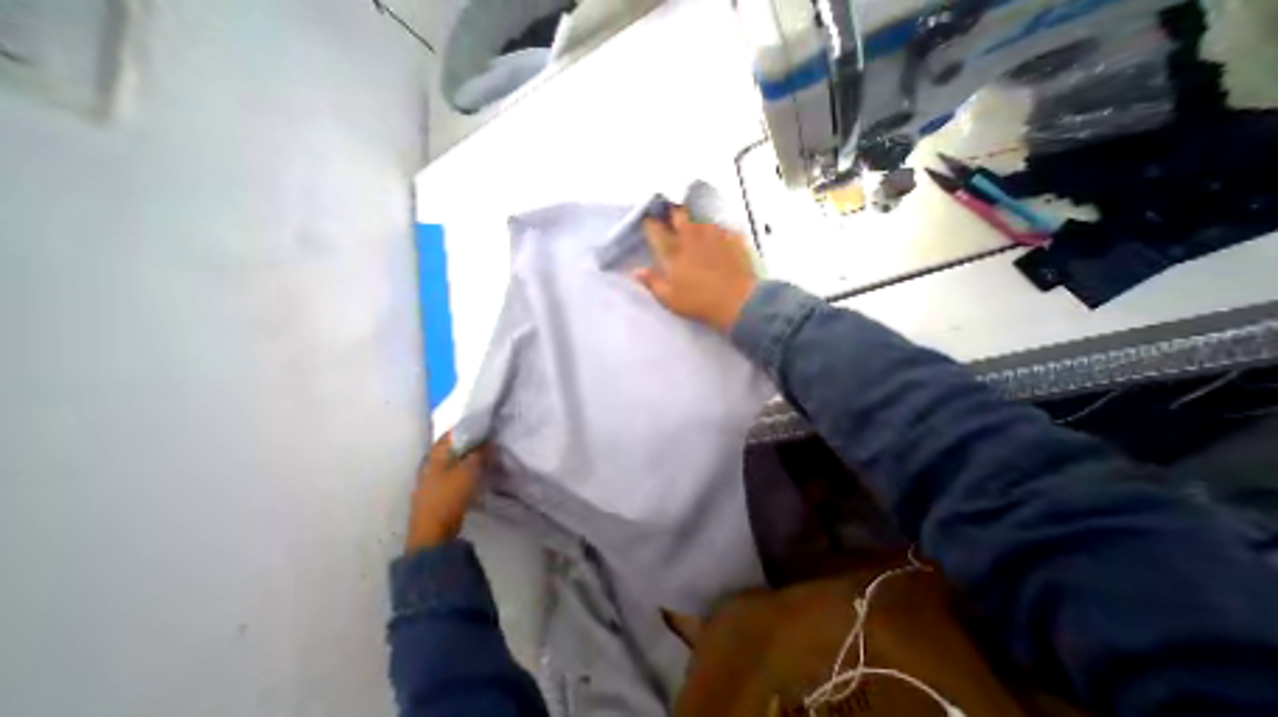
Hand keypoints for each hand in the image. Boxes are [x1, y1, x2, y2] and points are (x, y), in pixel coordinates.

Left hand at [404, 433, 488, 554]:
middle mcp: (430, 464)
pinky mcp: (437, 492)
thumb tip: (489, 440)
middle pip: (451, 447)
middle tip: (488, 438)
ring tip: (485, 454)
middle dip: (468, 442)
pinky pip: (454, 473)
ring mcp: (432, 479)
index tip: (483, 424)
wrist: (433, 532)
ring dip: (467, 457)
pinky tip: (476, 471)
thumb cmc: (449, 496)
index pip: (450, 434)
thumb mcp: (469, 471)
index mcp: (435, 455)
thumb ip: (479, 453)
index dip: (466, 427)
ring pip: (453, 461)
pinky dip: (464, 469)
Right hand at [631, 204, 751, 331]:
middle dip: (670, 210)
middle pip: (677, 213)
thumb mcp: (670, 299)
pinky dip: (715, 218)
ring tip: (690, 210)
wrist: (738, 301)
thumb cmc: (701, 302)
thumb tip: (637, 272)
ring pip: (699, 210)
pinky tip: (715, 223)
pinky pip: (721, 218)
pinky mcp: (731, 235)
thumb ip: (652, 282)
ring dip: (692, 209)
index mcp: (673, 252)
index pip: (655, 230)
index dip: (650, 223)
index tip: (648, 222)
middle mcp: (691, 237)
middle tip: (668, 212)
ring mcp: (712, 233)